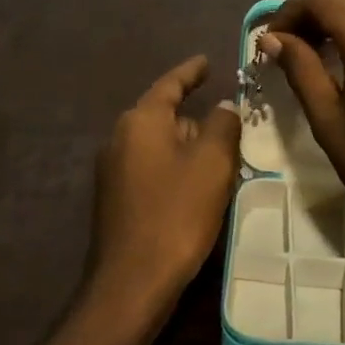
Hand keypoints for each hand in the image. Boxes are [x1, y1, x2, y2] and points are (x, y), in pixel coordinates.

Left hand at [89, 55, 241, 308]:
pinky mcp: (116, 199)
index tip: (208, 61)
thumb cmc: (176, 213)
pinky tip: (197, 189)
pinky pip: (153, 168)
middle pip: (165, 115)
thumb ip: (222, 125)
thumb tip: (223, 107)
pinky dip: (176, 169)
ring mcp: (113, 170)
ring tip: (221, 160)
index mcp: (141, 121)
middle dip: (196, 119)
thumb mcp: (212, 163)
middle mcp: (120, 138)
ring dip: (188, 148)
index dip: (191, 71)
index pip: (170, 84)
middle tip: (231, 125)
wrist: (132, 283)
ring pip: (160, 145)